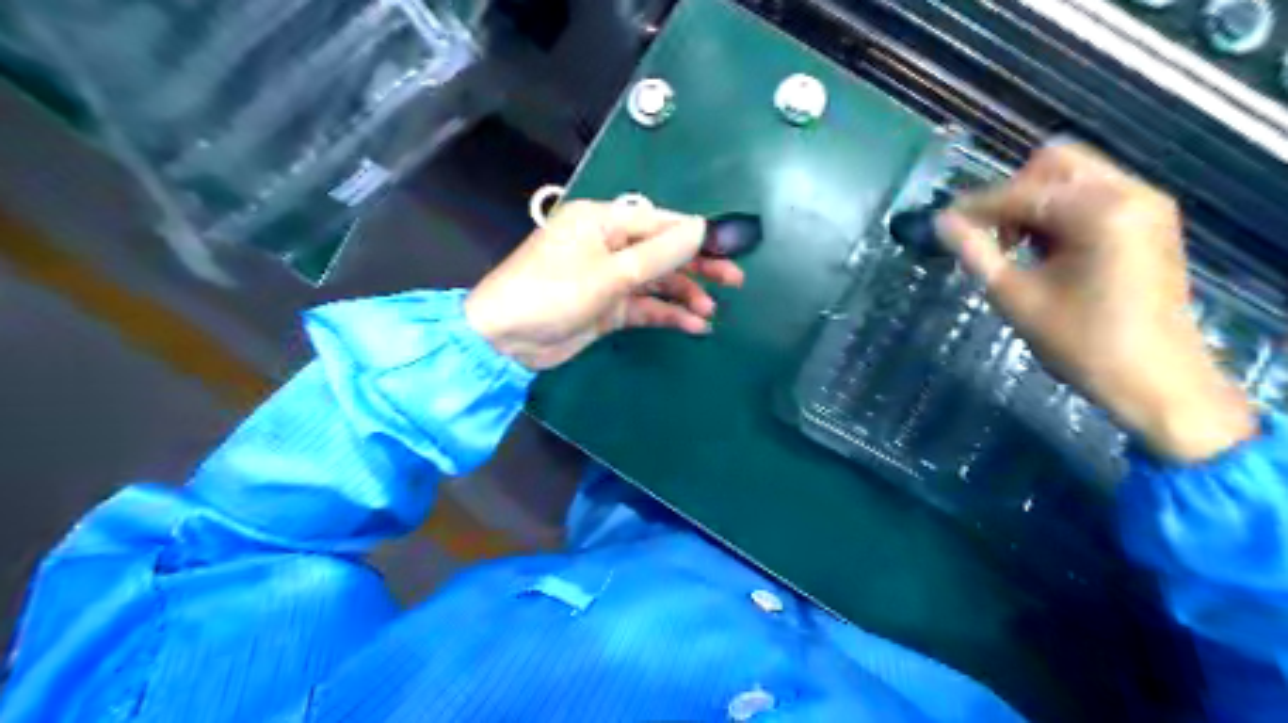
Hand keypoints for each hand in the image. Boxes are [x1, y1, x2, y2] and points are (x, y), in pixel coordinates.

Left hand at [462, 200, 746, 375]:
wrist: (505, 340)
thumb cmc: (553, 293)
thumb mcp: (610, 273)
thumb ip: (658, 254)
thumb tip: (701, 228)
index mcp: (602, 220)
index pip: (660, 222)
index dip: (696, 235)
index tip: (730, 249)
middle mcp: (607, 245)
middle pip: (662, 251)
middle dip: (697, 266)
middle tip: (734, 280)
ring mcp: (608, 278)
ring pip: (656, 282)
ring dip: (684, 295)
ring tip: (710, 311)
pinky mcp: (607, 307)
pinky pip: (645, 306)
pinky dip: (667, 315)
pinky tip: (692, 326)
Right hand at [937, 141, 1248, 458]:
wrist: (1156, 380)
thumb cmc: (1081, 343)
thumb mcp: (1016, 297)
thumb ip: (976, 252)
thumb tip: (941, 222)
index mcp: (1099, 212)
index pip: (1022, 193)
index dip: (977, 206)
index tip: (943, 222)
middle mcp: (1130, 192)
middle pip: (1055, 162)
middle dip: (1013, 193)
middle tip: (991, 233)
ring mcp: (1146, 203)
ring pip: (1075, 176)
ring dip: (1037, 201)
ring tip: (1016, 246)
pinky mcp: (1150, 220)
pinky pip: (1095, 194)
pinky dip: (1062, 211)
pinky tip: (1046, 248)